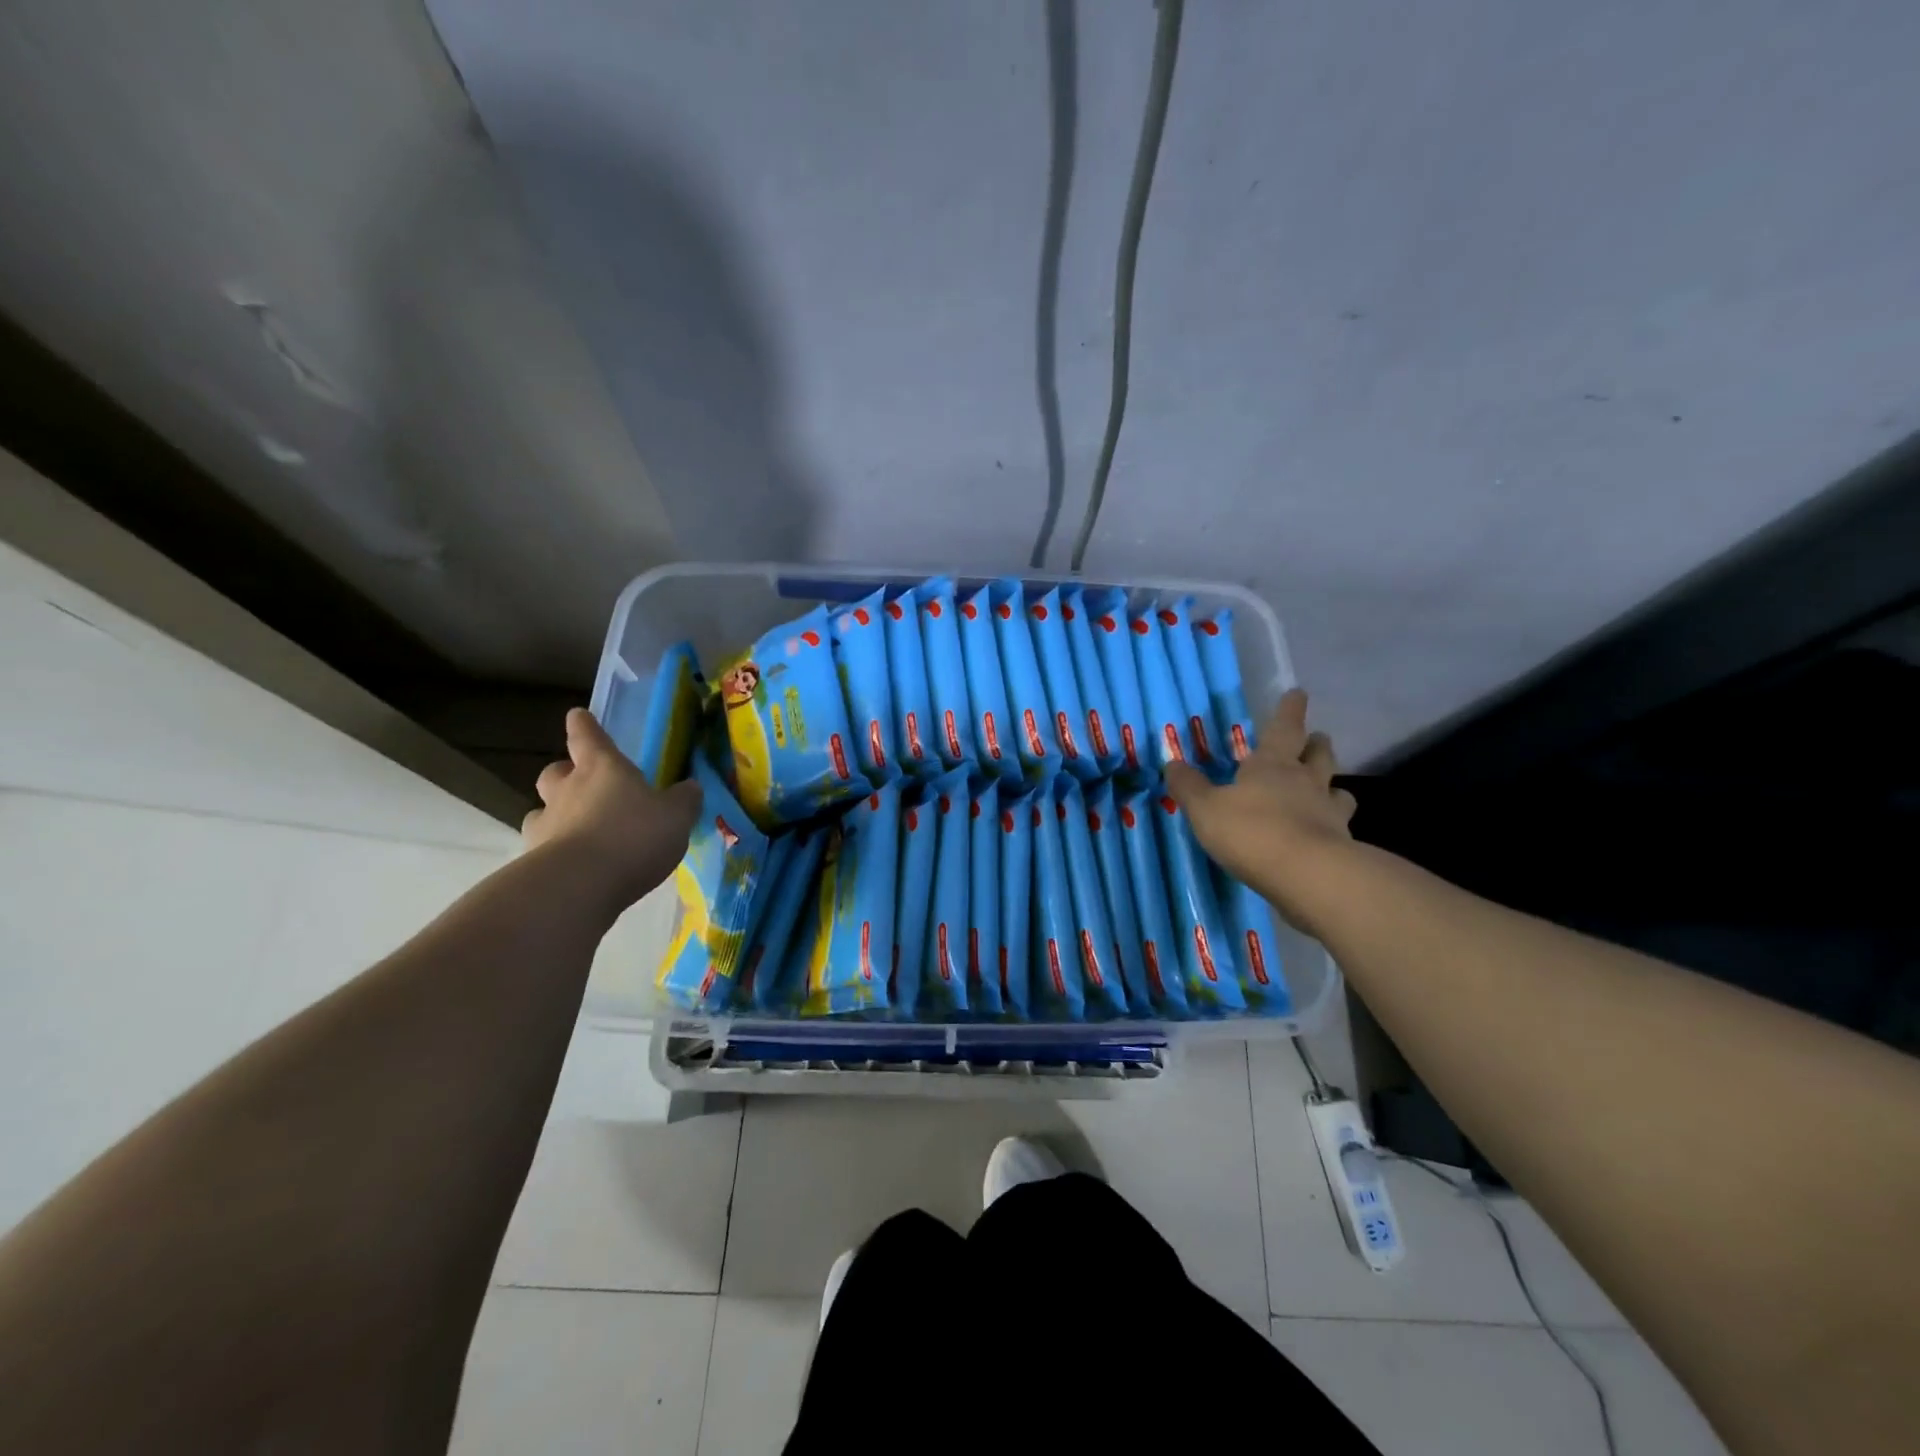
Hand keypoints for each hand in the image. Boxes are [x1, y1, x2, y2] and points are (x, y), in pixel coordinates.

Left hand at [522, 708, 701, 911]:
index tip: (578, 716)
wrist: (580, 886)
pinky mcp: (533, 860)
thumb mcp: (676, 816)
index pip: (588, 735)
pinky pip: (543, 847)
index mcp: (602, 768)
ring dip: (557, 814)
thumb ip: (684, 799)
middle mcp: (567, 789)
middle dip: (566, 773)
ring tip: (578, 831)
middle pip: (555, 771)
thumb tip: (690, 787)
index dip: (584, 725)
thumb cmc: (634, 836)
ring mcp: (546, 825)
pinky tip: (575, 866)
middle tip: (583, 784)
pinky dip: (555, 851)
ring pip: (543, 810)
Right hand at [1165, 689, 1356, 935]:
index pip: (1284, 727)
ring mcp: (1328, 812)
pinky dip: (1333, 823)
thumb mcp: (1205, 808)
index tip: (1298, 693)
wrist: (1308, 875)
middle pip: (1318, 755)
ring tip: (1327, 788)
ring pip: (1337, 789)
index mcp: (1272, 765)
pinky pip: (1340, 825)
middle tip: (1316, 739)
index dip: (1290, 709)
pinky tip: (1325, 832)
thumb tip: (1171, 762)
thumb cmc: (1251, 831)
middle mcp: (1306, 781)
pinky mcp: (1342, 844)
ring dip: (1332, 784)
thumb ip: (1188, 786)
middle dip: (1315, 744)